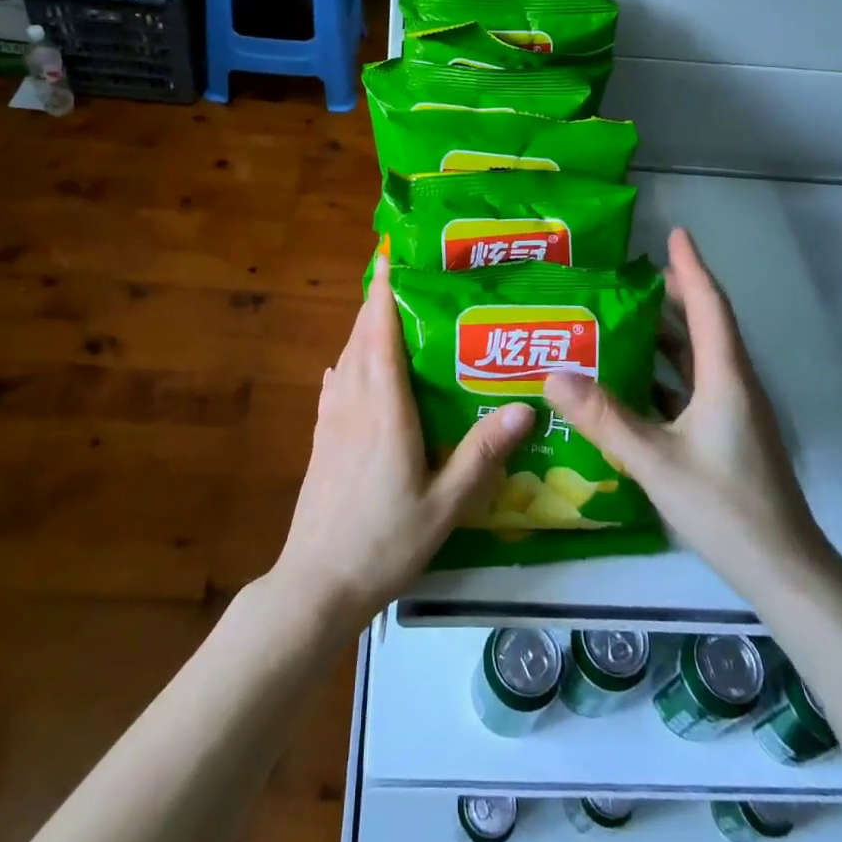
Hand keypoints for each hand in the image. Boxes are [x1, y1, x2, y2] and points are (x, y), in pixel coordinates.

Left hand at [272, 256, 534, 628]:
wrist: (317, 584)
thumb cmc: (384, 542)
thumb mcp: (445, 505)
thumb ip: (482, 455)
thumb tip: (525, 407)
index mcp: (383, 409)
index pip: (379, 334)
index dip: (383, 292)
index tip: (390, 257)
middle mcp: (353, 402)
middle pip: (360, 336)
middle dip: (376, 301)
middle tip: (403, 277)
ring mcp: (332, 420)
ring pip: (345, 357)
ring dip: (362, 328)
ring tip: (386, 313)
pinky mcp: (321, 439)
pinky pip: (336, 383)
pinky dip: (348, 361)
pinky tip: (353, 367)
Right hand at [544, 227, 835, 599]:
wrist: (785, 571)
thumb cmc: (726, 508)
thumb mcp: (656, 462)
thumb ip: (605, 418)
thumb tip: (552, 374)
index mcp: (725, 378)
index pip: (709, 307)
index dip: (691, 267)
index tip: (674, 233)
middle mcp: (733, 385)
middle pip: (704, 326)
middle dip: (673, 294)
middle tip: (629, 275)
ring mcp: (733, 412)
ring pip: (698, 358)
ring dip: (666, 334)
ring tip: (621, 318)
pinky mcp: (727, 435)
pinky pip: (692, 387)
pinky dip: (664, 372)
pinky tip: (631, 381)